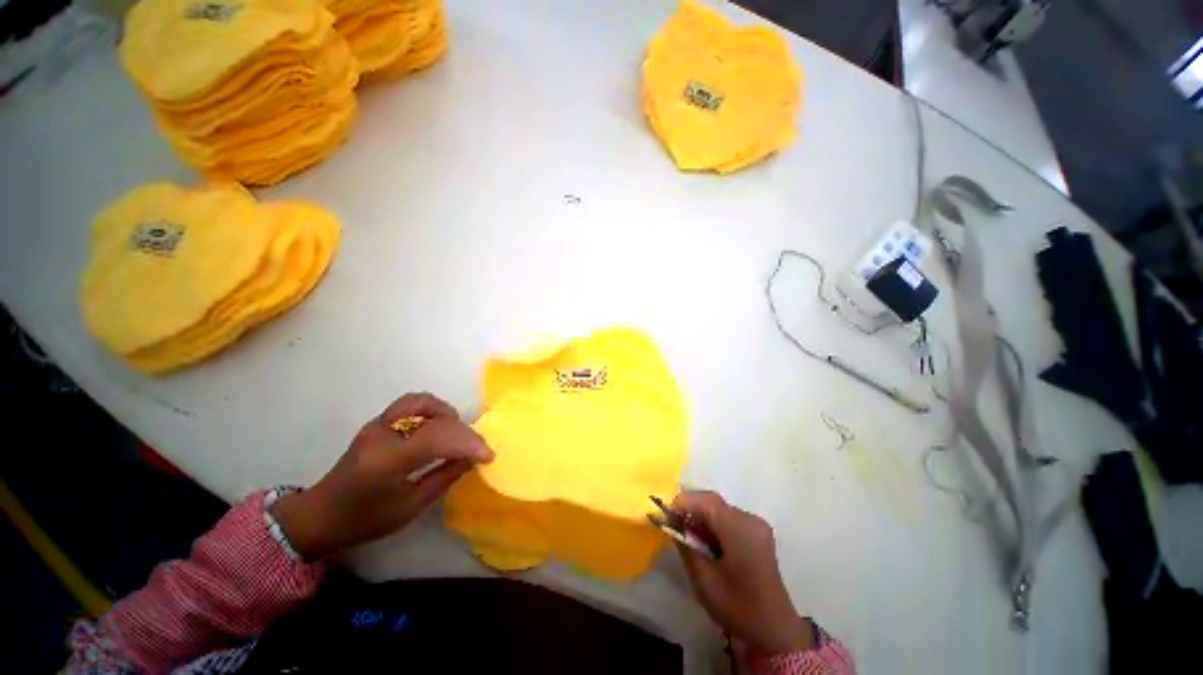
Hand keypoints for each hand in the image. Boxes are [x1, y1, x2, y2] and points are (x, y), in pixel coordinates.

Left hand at [272, 392, 493, 560]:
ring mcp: (378, 423)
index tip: (488, 455)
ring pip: (423, 401)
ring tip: (456, 434)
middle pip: (435, 417)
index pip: (437, 437)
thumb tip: (472, 459)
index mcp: (387, 460)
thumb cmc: (363, 520)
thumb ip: (444, 478)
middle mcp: (383, 434)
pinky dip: (433, 412)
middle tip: (477, 448)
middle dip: (463, 432)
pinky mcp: (379, 422)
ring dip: (447, 415)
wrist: (320, 515)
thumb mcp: (409, 508)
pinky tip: (438, 429)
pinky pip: (412, 405)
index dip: (468, 443)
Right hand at [672, 490, 814, 654]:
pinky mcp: (757, 532)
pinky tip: (705, 541)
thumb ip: (686, 546)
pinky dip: (712, 523)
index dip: (683, 502)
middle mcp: (750, 520)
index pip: (706, 501)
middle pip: (713, 502)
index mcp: (740, 530)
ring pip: (719, 508)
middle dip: (690, 508)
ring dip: (700, 516)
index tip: (665, 514)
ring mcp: (756, 524)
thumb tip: (670, 523)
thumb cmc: (738, 607)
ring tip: (687, 535)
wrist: (775, 631)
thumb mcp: (704, 580)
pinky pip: (728, 517)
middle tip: (673, 524)